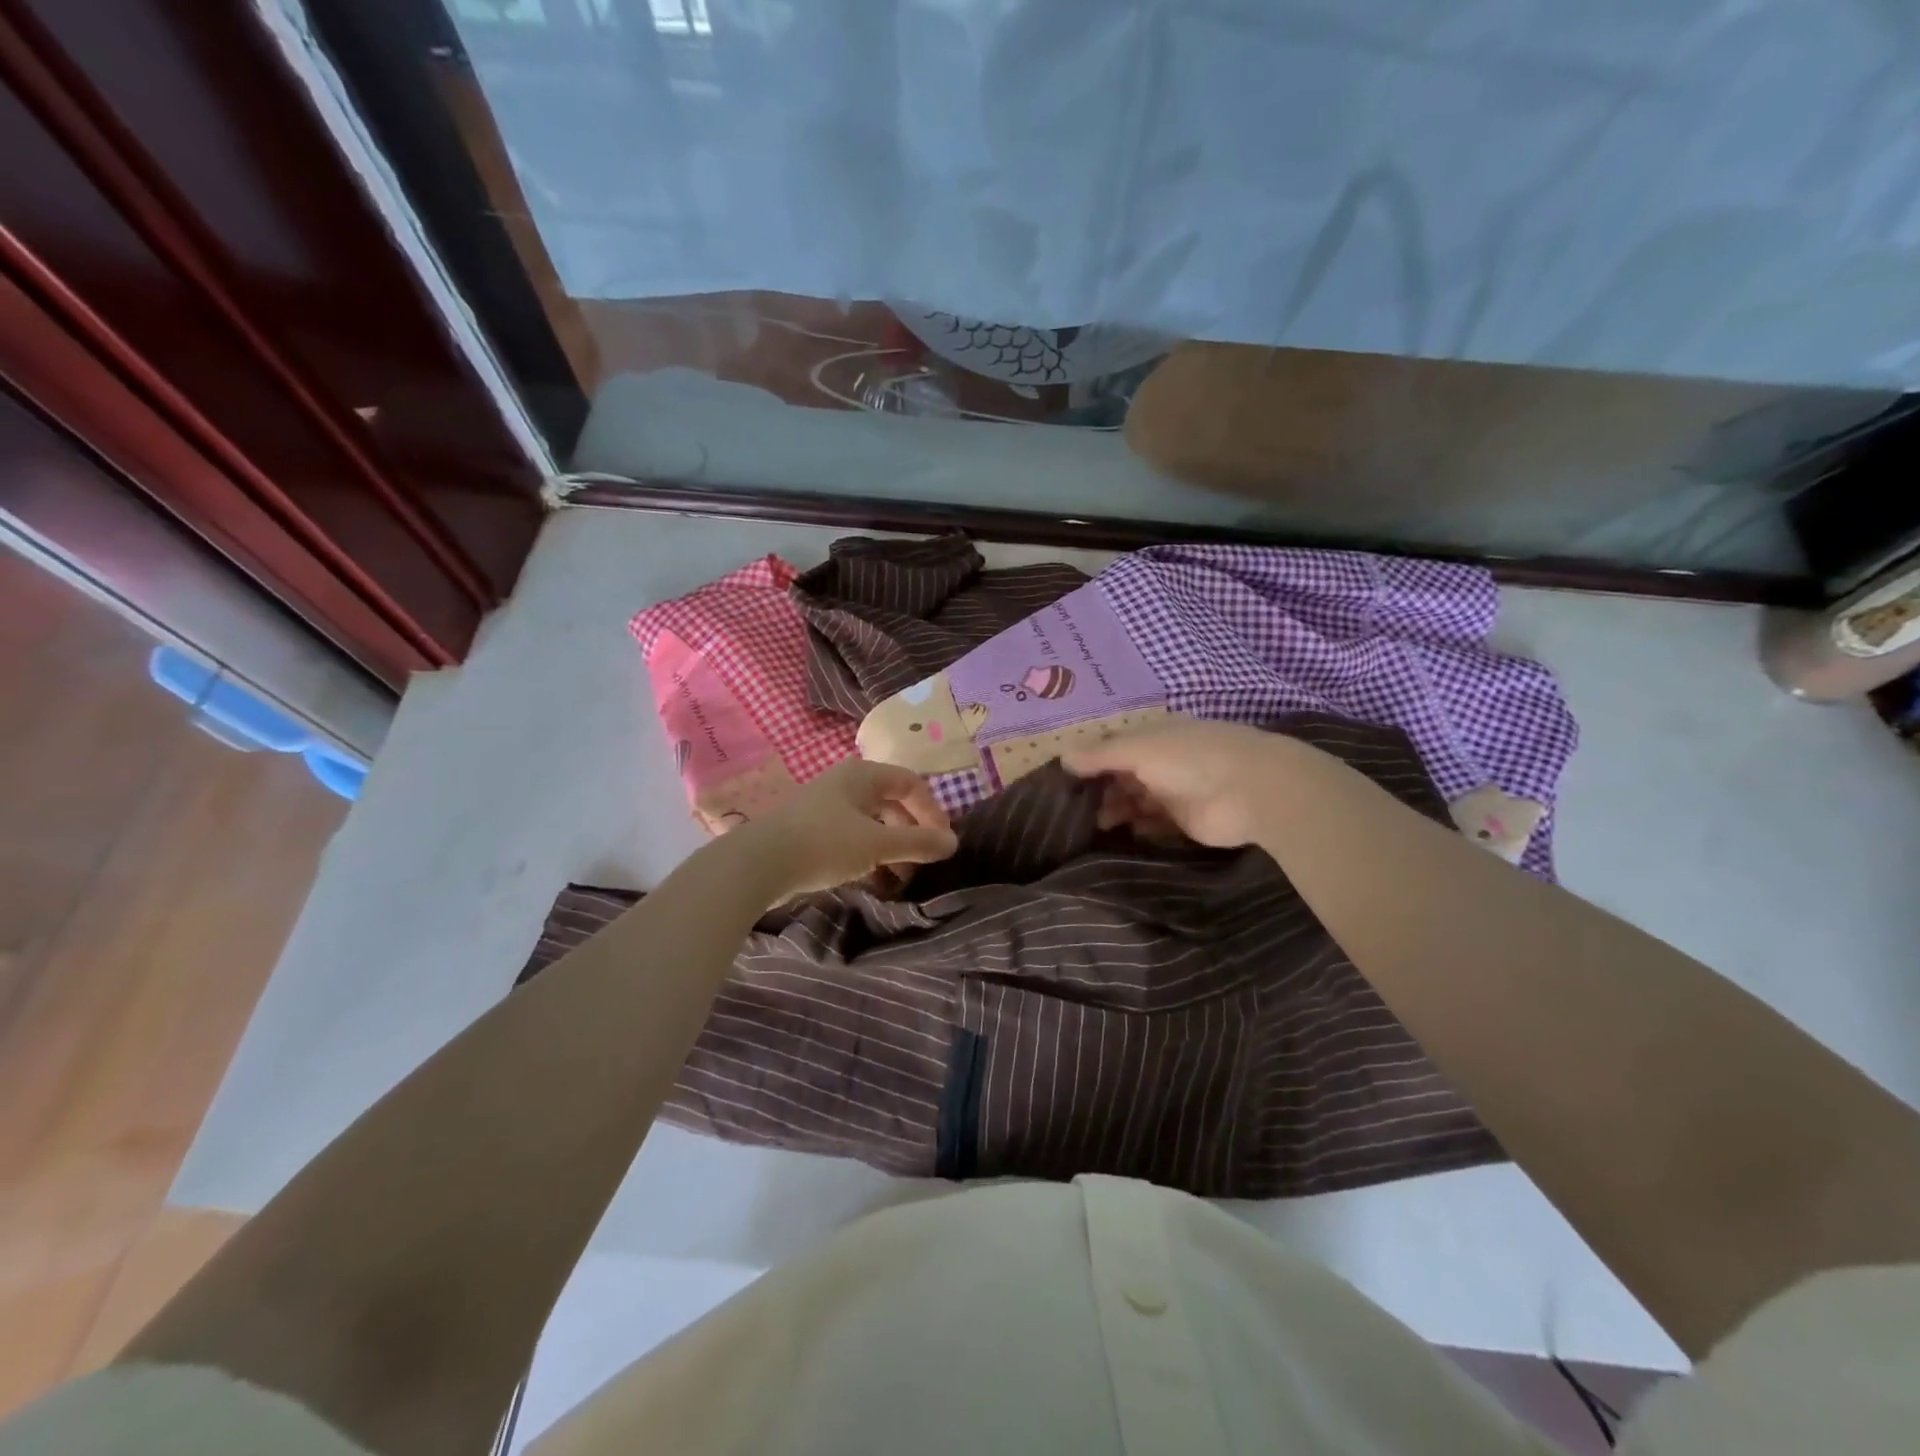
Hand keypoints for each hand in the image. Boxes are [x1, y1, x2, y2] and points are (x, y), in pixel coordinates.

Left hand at [730, 759, 958, 901]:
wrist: (756, 864)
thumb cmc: (823, 844)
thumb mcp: (877, 843)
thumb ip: (918, 843)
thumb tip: (953, 843)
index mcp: (862, 775)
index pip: (911, 783)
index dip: (932, 811)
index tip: (942, 843)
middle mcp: (845, 784)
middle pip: (892, 802)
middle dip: (912, 832)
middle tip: (923, 862)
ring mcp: (825, 807)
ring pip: (871, 822)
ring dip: (891, 847)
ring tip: (901, 877)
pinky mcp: (811, 830)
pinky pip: (852, 837)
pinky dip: (869, 854)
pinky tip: (873, 879)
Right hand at [1063, 719, 1298, 848]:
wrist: (1250, 790)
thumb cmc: (1189, 758)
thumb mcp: (1138, 748)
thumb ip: (1099, 754)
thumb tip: (1062, 757)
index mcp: (1154, 736)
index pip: (1115, 747)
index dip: (1091, 761)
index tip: (1065, 780)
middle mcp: (1164, 761)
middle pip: (1124, 775)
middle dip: (1101, 789)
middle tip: (1077, 809)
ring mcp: (1176, 791)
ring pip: (1137, 800)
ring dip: (1118, 810)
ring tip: (1099, 824)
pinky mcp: (1186, 821)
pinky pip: (1155, 824)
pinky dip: (1139, 827)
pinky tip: (1125, 832)